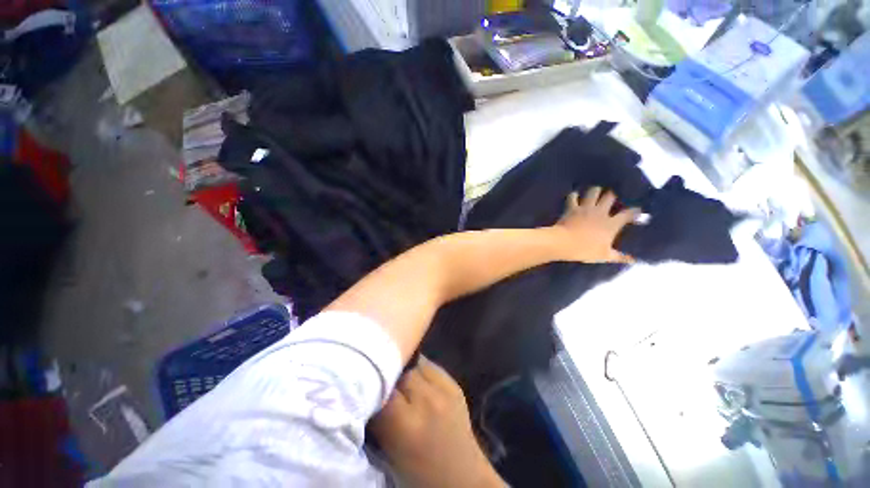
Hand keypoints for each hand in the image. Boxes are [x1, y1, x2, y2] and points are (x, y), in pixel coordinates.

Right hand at [370, 356, 503, 487]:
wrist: (461, 476)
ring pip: (415, 363)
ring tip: (402, 382)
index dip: (372, 389)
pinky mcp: (455, 384)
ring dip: (406, 371)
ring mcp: (444, 390)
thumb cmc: (419, 473)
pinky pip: (431, 366)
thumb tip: (368, 394)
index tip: (367, 393)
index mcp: (406, 425)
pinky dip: (421, 370)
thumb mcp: (390, 450)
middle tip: (386, 388)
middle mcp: (426, 401)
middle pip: (400, 372)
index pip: (381, 391)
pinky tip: (419, 382)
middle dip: (390, 378)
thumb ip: (379, 419)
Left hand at [551, 187, 639, 262]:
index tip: (637, 210)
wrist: (565, 243)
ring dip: (595, 191)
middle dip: (612, 195)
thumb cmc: (586, 250)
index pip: (628, 214)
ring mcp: (585, 208)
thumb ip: (619, 257)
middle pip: (610, 197)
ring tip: (596, 191)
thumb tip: (634, 260)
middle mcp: (600, 212)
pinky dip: (573, 195)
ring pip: (593, 192)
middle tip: (612, 196)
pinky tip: (574, 195)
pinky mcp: (572, 208)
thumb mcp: (604, 256)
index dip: (634, 211)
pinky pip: (572, 197)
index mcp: (611, 224)